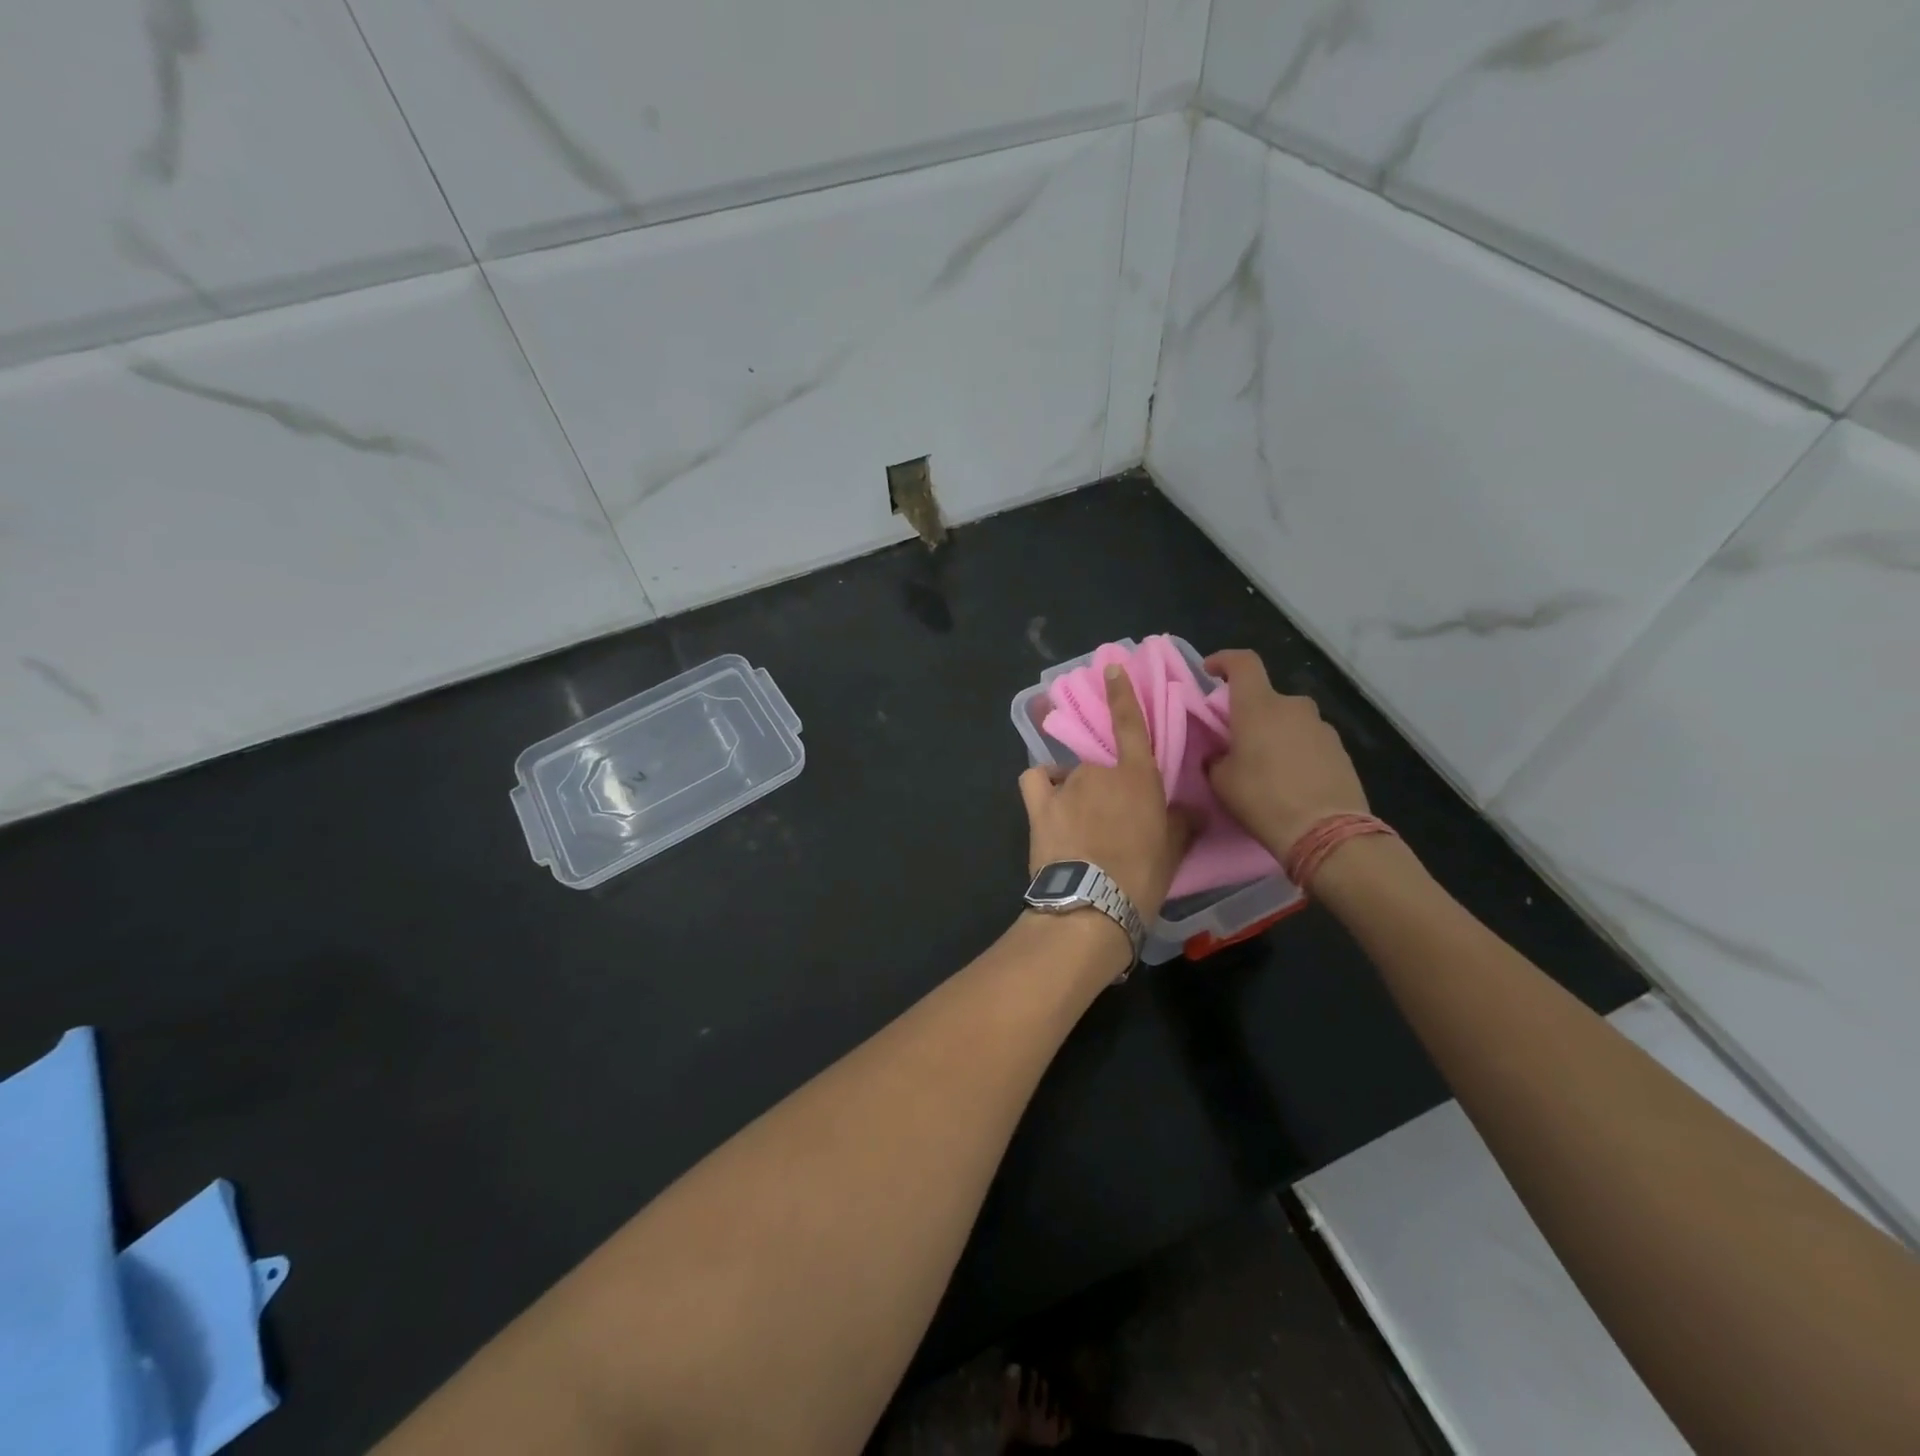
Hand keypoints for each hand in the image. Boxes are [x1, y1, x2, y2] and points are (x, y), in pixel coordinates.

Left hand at [1019, 664, 1192, 921]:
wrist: (1092, 905)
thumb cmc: (1141, 877)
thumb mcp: (1173, 850)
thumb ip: (1181, 821)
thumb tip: (1190, 810)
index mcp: (1136, 776)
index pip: (1130, 723)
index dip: (1121, 693)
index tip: (1111, 667)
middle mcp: (1099, 771)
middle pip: (1100, 763)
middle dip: (1106, 783)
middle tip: (1112, 817)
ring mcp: (1065, 784)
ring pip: (1072, 774)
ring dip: (1078, 790)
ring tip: (1081, 824)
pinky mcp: (1038, 804)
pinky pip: (1036, 779)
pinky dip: (1043, 784)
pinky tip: (1049, 800)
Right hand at [1203, 649, 1369, 857]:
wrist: (1326, 831)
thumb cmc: (1263, 799)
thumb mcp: (1221, 781)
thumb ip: (1217, 757)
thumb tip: (1222, 754)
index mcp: (1258, 706)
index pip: (1243, 663)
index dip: (1224, 660)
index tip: (1210, 670)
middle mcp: (1292, 707)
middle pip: (1265, 697)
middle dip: (1249, 713)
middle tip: (1236, 741)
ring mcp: (1321, 726)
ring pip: (1288, 720)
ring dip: (1274, 733)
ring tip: (1266, 766)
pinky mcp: (1340, 749)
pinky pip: (1308, 740)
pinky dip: (1295, 750)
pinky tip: (1290, 779)